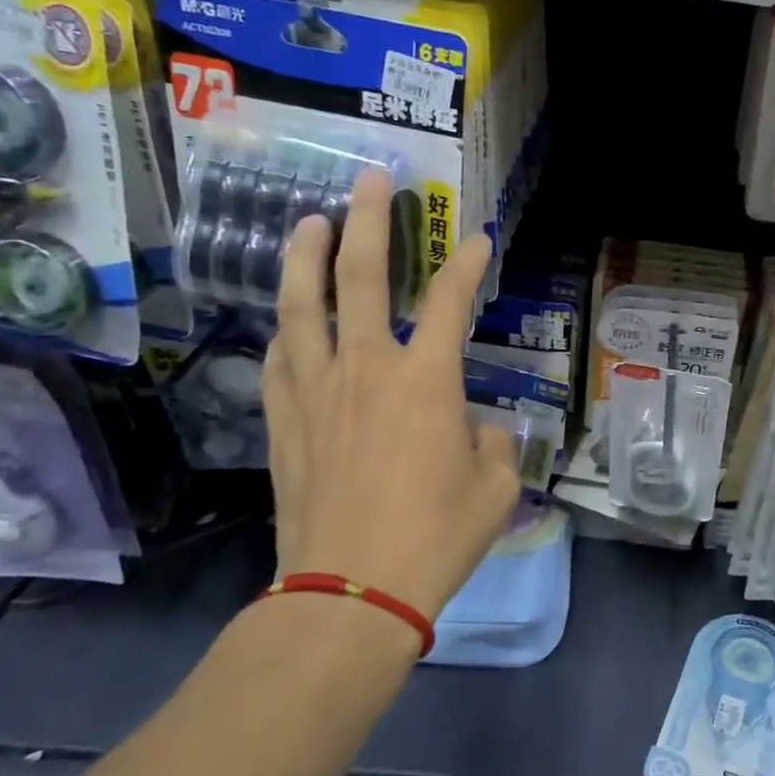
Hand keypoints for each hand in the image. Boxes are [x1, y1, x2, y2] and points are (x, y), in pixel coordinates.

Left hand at [261, 170, 519, 622]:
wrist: (350, 593)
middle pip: (362, 279)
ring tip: (310, 222)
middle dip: (370, 223)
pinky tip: (286, 321)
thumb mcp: (495, 489)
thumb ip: (489, 444)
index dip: (467, 264)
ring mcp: (316, 392)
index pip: (451, 301)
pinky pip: (280, 360)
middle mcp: (366, 369)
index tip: (478, 240)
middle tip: (370, 181)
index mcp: (426, 381)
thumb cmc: (435, 538)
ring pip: (302, 307)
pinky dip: (286, 331)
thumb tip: (472, 429)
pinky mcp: (284, 423)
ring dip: (307, 258)